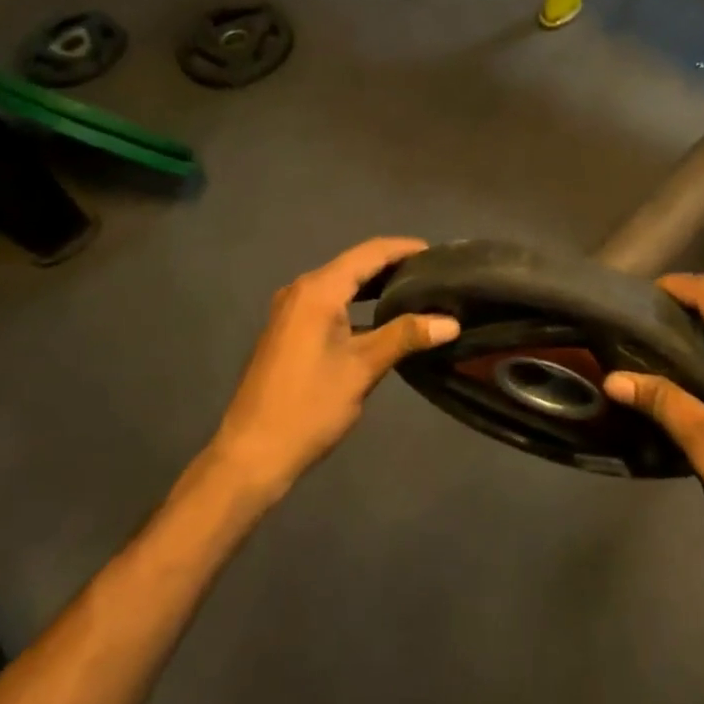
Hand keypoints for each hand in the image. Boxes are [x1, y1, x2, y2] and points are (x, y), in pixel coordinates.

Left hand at [209, 238, 457, 496]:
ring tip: (416, 294)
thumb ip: (406, 336)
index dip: (405, 249)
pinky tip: (381, 320)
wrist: (252, 454)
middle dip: (394, 267)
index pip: (370, 253)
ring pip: (341, 285)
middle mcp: (301, 290)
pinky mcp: (288, 331)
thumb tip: (451, 322)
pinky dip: (357, 304)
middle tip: (434, 276)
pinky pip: (329, 303)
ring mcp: (291, 310)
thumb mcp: (363, 368)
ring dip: (376, 286)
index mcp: (318, 290)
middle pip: (355, 265)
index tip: (439, 255)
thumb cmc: (309, 406)